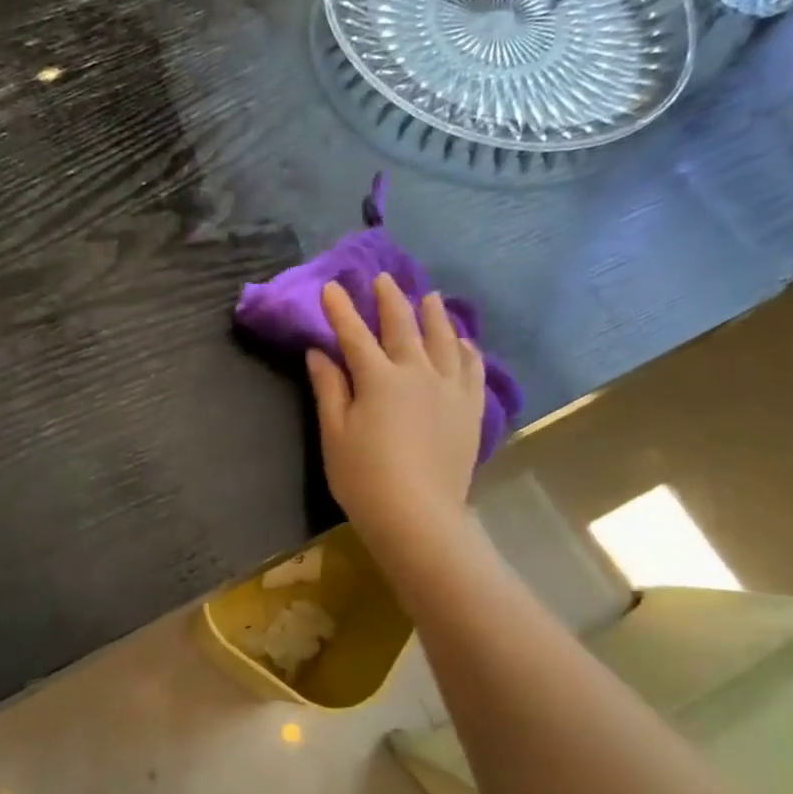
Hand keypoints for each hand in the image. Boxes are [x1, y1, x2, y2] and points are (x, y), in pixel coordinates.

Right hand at [307, 275, 486, 571]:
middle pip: (403, 326)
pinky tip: (463, 340)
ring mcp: (450, 388)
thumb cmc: (364, 477)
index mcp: (379, 379)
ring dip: (433, 315)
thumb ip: (329, 388)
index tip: (331, 287)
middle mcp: (418, 372)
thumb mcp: (334, 434)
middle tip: (383, 279)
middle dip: (389, 300)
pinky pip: (473, 367)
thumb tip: (319, 351)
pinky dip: (467, 348)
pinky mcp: (470, 408)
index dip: (341, 310)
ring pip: (444, 339)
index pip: (355, 334)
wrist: (418, 514)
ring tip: (428, 296)